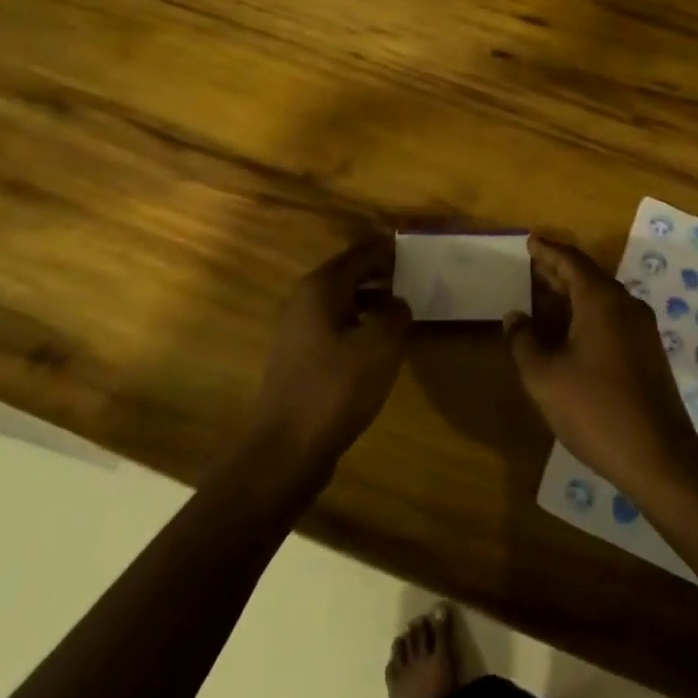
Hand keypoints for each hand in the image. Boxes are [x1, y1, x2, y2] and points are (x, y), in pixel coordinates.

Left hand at [247, 238, 410, 474]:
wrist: (286, 449)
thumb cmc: (336, 388)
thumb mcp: (380, 346)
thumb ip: (395, 314)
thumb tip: (398, 302)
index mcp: (321, 288)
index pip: (359, 254)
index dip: (386, 249)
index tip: (412, 247)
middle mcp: (304, 301)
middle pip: (347, 274)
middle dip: (378, 272)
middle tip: (412, 275)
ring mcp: (297, 331)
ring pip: (340, 302)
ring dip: (369, 300)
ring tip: (400, 308)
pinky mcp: (298, 358)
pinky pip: (334, 326)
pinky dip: (357, 323)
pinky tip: (377, 344)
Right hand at [503, 236, 697, 491]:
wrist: (658, 456)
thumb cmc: (595, 408)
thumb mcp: (545, 376)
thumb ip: (524, 341)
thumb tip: (514, 317)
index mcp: (601, 300)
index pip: (571, 261)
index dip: (547, 250)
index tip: (529, 241)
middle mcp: (625, 306)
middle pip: (588, 276)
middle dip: (558, 271)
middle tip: (531, 264)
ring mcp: (641, 330)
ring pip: (601, 299)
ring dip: (572, 295)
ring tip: (543, 296)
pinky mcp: (647, 353)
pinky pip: (611, 319)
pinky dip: (586, 315)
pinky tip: (568, 332)